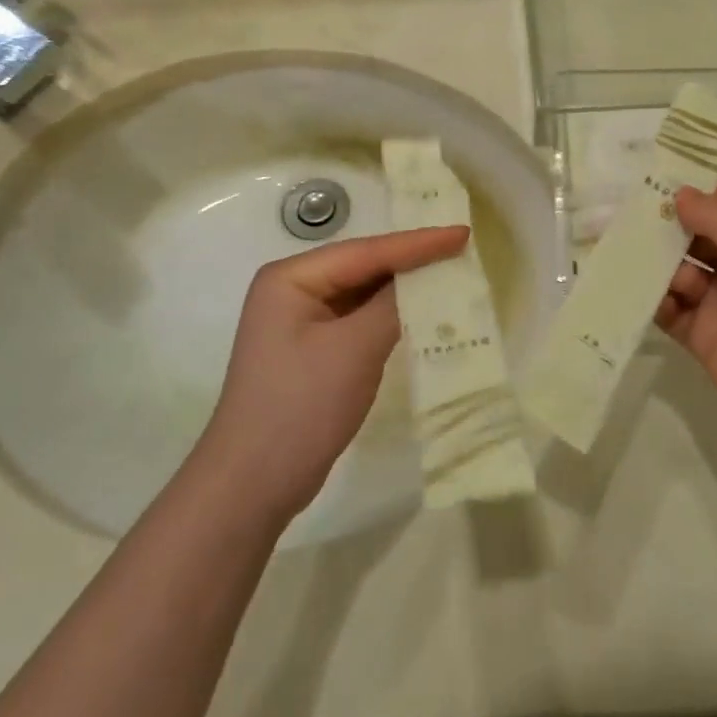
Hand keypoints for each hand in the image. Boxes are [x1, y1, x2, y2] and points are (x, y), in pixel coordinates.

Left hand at [198, 225, 467, 520]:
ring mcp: (300, 323)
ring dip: (402, 290)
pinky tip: (421, 315)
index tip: (463, 232)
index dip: (417, 243)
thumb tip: (427, 275)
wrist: (252, 484)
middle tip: (461, 250)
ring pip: (362, 295)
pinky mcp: (312, 352)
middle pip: (362, 267)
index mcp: (291, 278)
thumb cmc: (300, 406)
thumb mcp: (353, 350)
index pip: (365, 251)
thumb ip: (393, 305)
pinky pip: (357, 322)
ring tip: (451, 276)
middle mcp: (292, 290)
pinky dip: (389, 318)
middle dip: (411, 262)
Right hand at [656, 186, 716, 465]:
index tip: (647, 182)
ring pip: (676, 271)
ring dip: (653, 263)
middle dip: (662, 226)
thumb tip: (679, 194)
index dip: (690, 192)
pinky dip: (650, 300)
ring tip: (634, 264)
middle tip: (624, 221)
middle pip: (693, 235)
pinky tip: (635, 295)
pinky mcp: (703, 338)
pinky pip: (668, 310)